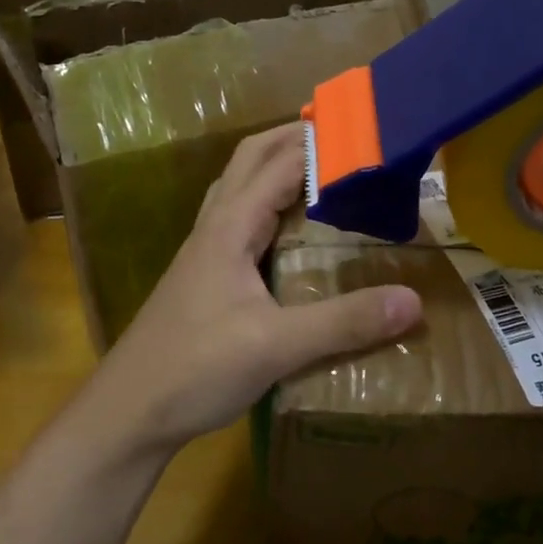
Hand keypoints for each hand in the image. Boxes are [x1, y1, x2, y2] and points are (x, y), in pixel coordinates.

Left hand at [87, 124, 422, 451]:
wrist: (129, 412)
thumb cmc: (194, 368)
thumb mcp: (276, 346)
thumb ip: (344, 323)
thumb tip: (413, 301)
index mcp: (229, 227)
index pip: (279, 163)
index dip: (320, 142)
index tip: (367, 132)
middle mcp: (215, 228)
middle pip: (251, 160)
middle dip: (292, 139)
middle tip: (343, 137)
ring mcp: (205, 252)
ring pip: (241, 189)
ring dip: (276, 169)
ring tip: (322, 173)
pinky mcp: (206, 278)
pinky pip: (241, 223)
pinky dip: (269, 207)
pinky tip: (290, 234)